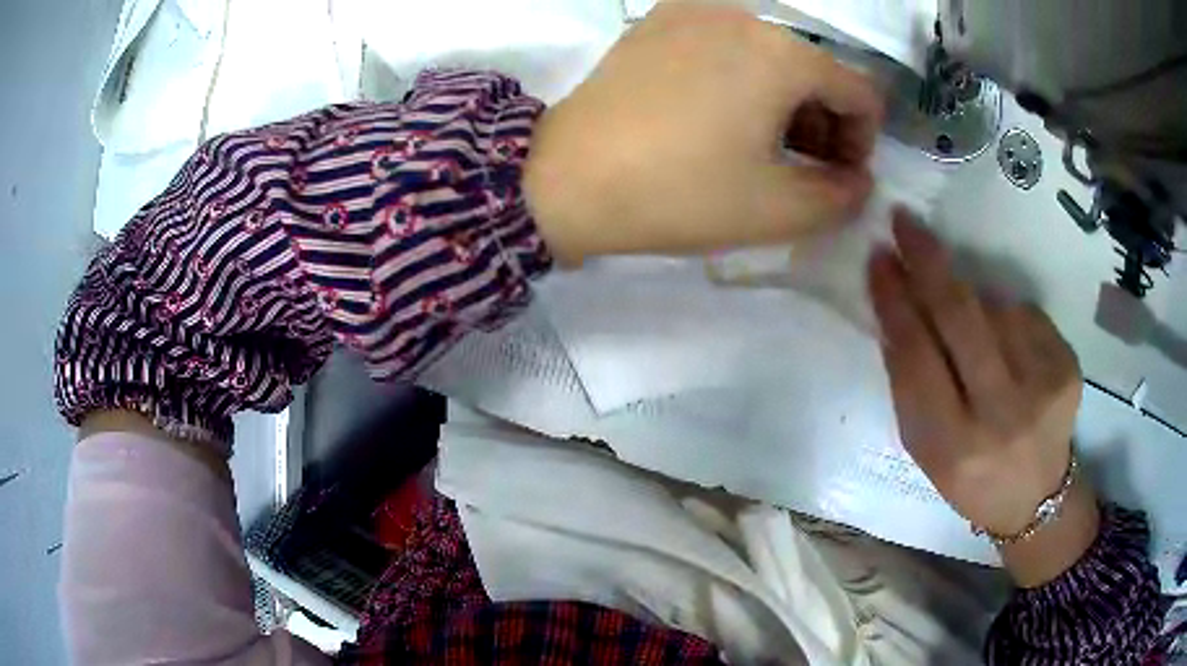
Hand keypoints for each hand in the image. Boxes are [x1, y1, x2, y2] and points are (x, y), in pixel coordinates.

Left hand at [525, 1, 882, 265]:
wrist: (565, 178)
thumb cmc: (678, 194)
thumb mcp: (777, 211)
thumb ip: (841, 197)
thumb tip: (859, 180)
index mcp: (782, 54)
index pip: (859, 93)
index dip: (862, 142)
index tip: (837, 178)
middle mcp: (743, 17)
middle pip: (815, 70)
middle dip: (823, 123)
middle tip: (800, 170)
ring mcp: (693, 12)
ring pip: (770, 55)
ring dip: (783, 101)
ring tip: (760, 148)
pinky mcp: (656, 23)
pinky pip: (724, 46)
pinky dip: (741, 79)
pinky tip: (718, 116)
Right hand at [869, 211, 1098, 584]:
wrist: (1036, 497)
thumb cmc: (969, 477)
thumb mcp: (926, 448)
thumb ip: (910, 384)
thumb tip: (897, 309)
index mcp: (954, 446)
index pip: (917, 357)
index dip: (895, 301)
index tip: (877, 258)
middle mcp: (1002, 414)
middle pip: (961, 317)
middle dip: (928, 262)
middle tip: (904, 222)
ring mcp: (1043, 385)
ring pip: (994, 307)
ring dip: (970, 299)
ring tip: (968, 327)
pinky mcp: (1068, 365)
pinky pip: (1024, 314)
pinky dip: (1005, 315)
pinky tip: (1005, 342)